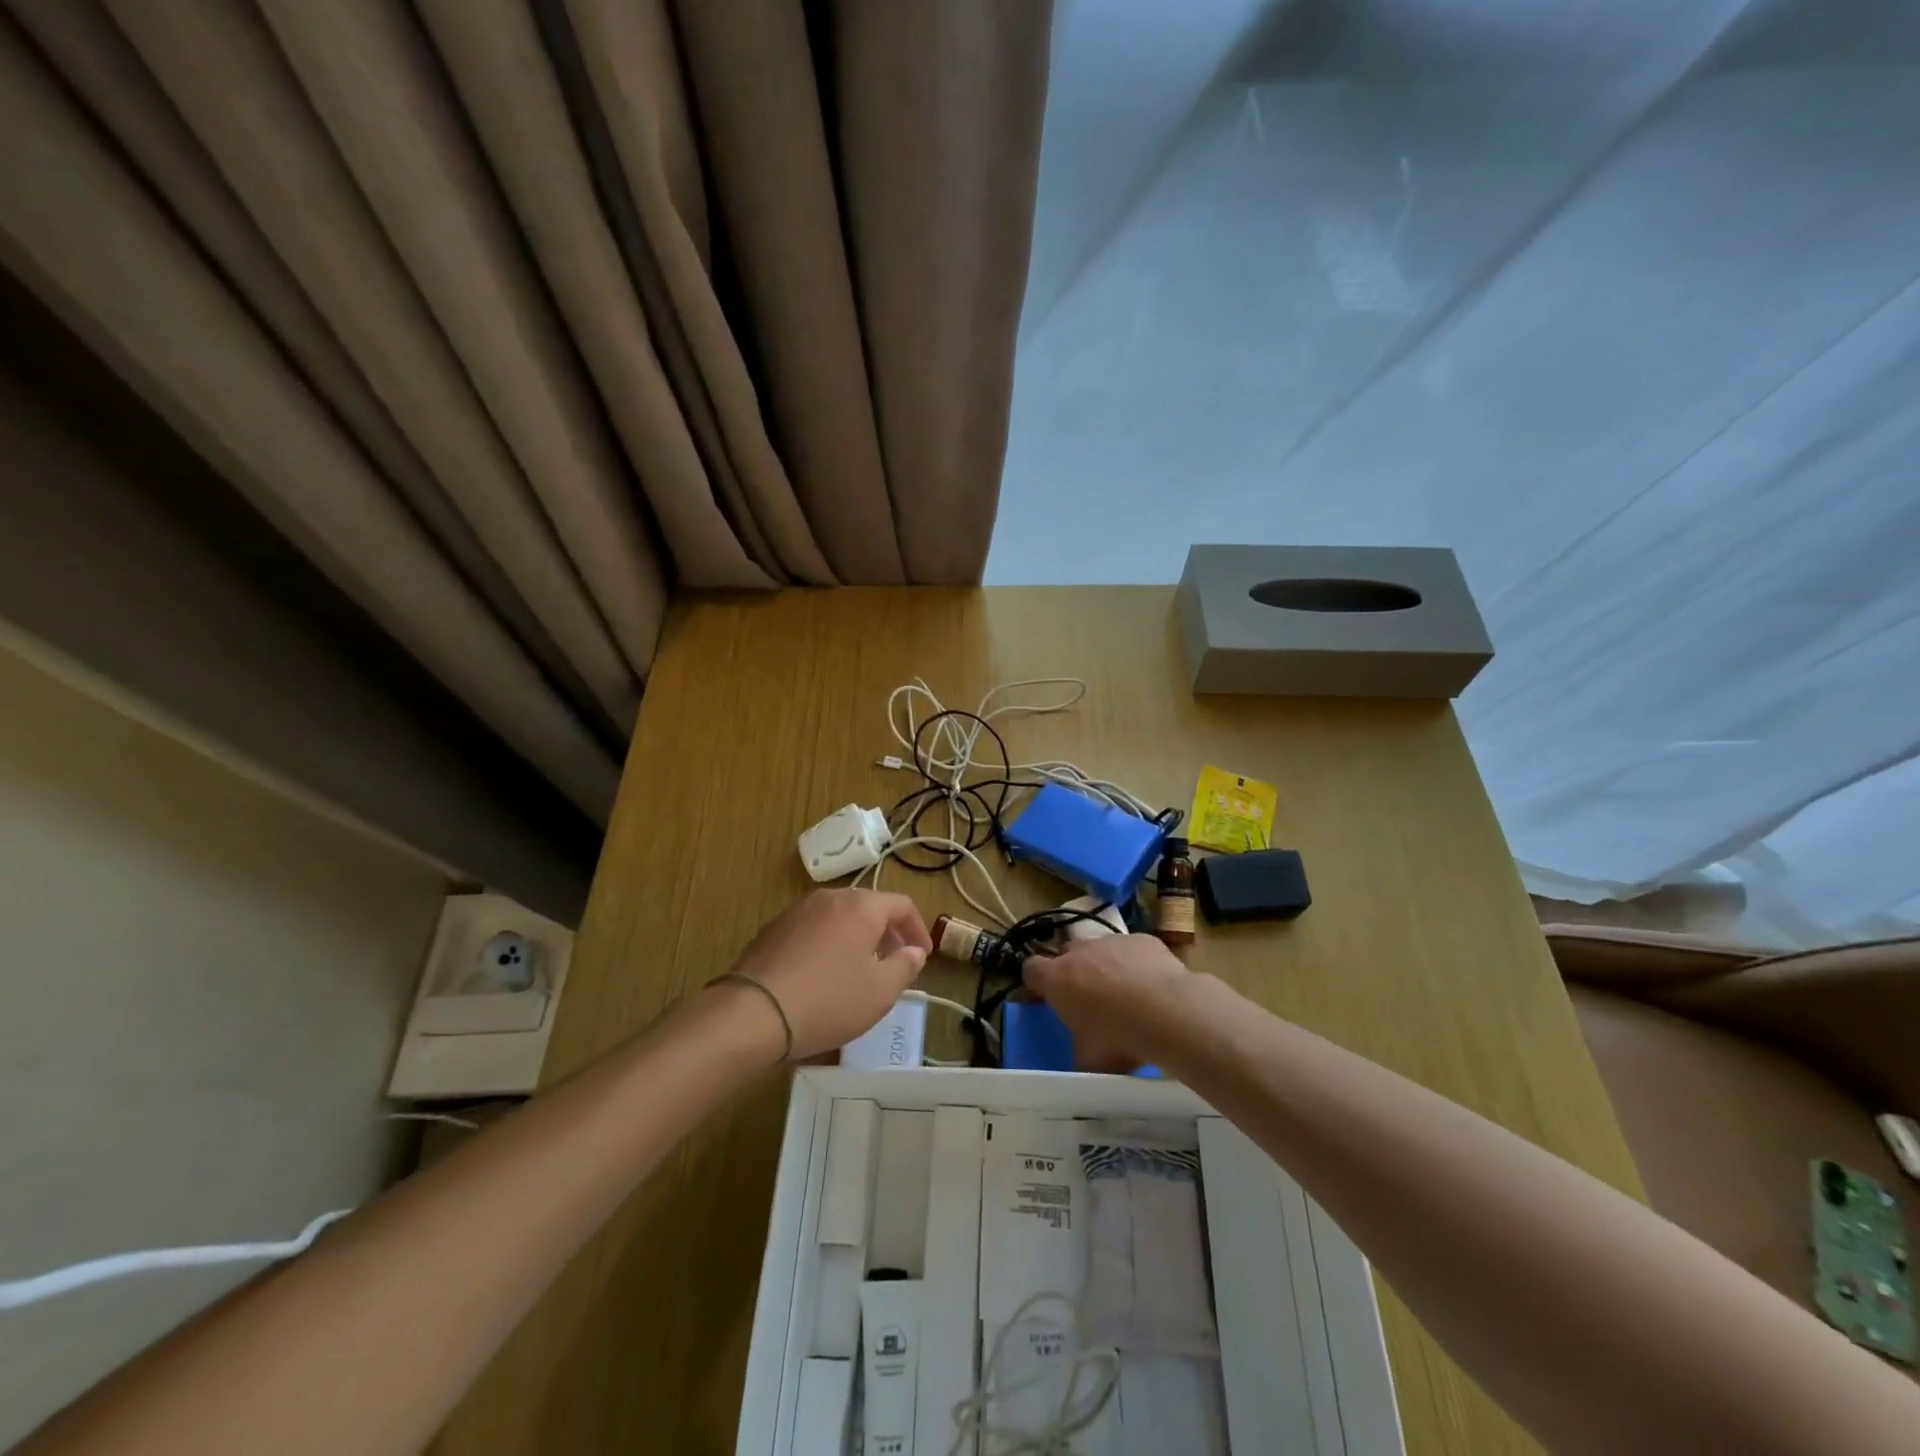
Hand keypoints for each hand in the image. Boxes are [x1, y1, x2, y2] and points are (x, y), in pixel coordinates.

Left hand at [719, 889, 931, 1059]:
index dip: (917, 929)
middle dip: (887, 933)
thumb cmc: (828, 1000)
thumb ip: (904, 967)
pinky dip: (828, 944)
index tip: (922, 956)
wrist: (753, 1012)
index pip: (902, 904)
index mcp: (861, 906)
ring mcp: (797, 911)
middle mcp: (830, 898)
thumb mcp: (880, 992)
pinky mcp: (773, 929)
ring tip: (860, 970)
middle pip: (869, 907)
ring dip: (857, 938)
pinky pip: (813, 929)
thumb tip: (914, 951)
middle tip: (894, 962)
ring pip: (839, 917)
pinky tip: (823, 975)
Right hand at [1022, 933, 1194, 1071]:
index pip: (1030, 969)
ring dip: (1105, 966)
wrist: (1169, 1012)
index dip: (1036, 982)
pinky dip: (1136, 963)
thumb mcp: (1089, 1058)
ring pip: (1100, 949)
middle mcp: (1080, 952)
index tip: (1044, 996)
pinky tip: (1152, 985)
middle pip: (1066, 954)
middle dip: (1073, 971)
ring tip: (1126, 993)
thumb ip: (1078, 1047)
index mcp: (1058, 979)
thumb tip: (1082, 1052)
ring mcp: (1112, 941)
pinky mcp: (1142, 939)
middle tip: (1088, 998)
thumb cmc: (1120, 1037)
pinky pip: (1132, 949)